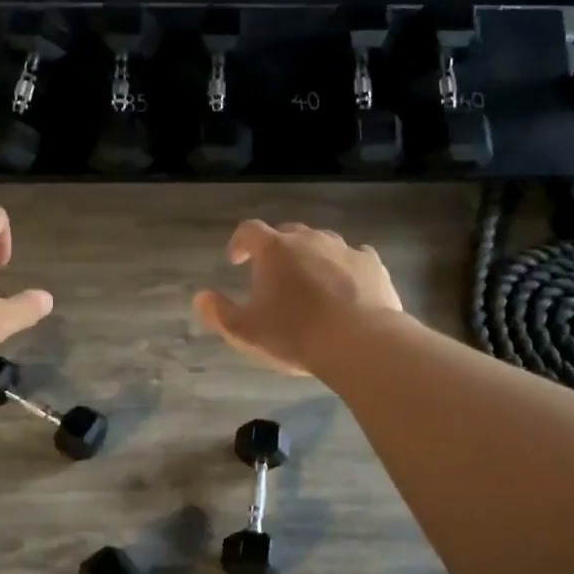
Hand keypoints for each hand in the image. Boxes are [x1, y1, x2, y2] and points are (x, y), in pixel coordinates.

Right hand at [193, 220, 401, 374]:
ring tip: (310, 282)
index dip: (239, 242)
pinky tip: (346, 287)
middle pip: (287, 233)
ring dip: (312, 256)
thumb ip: (218, 313)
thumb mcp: (245, 331)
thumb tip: (201, 298)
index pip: (249, 231)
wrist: (360, 342)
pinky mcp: (372, 264)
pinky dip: (345, 268)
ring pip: (322, 242)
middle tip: (274, 274)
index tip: (237, 260)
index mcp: (274, 250)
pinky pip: (354, 257)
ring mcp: (344, 249)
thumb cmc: (294, 334)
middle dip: (277, 249)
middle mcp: (309, 239)